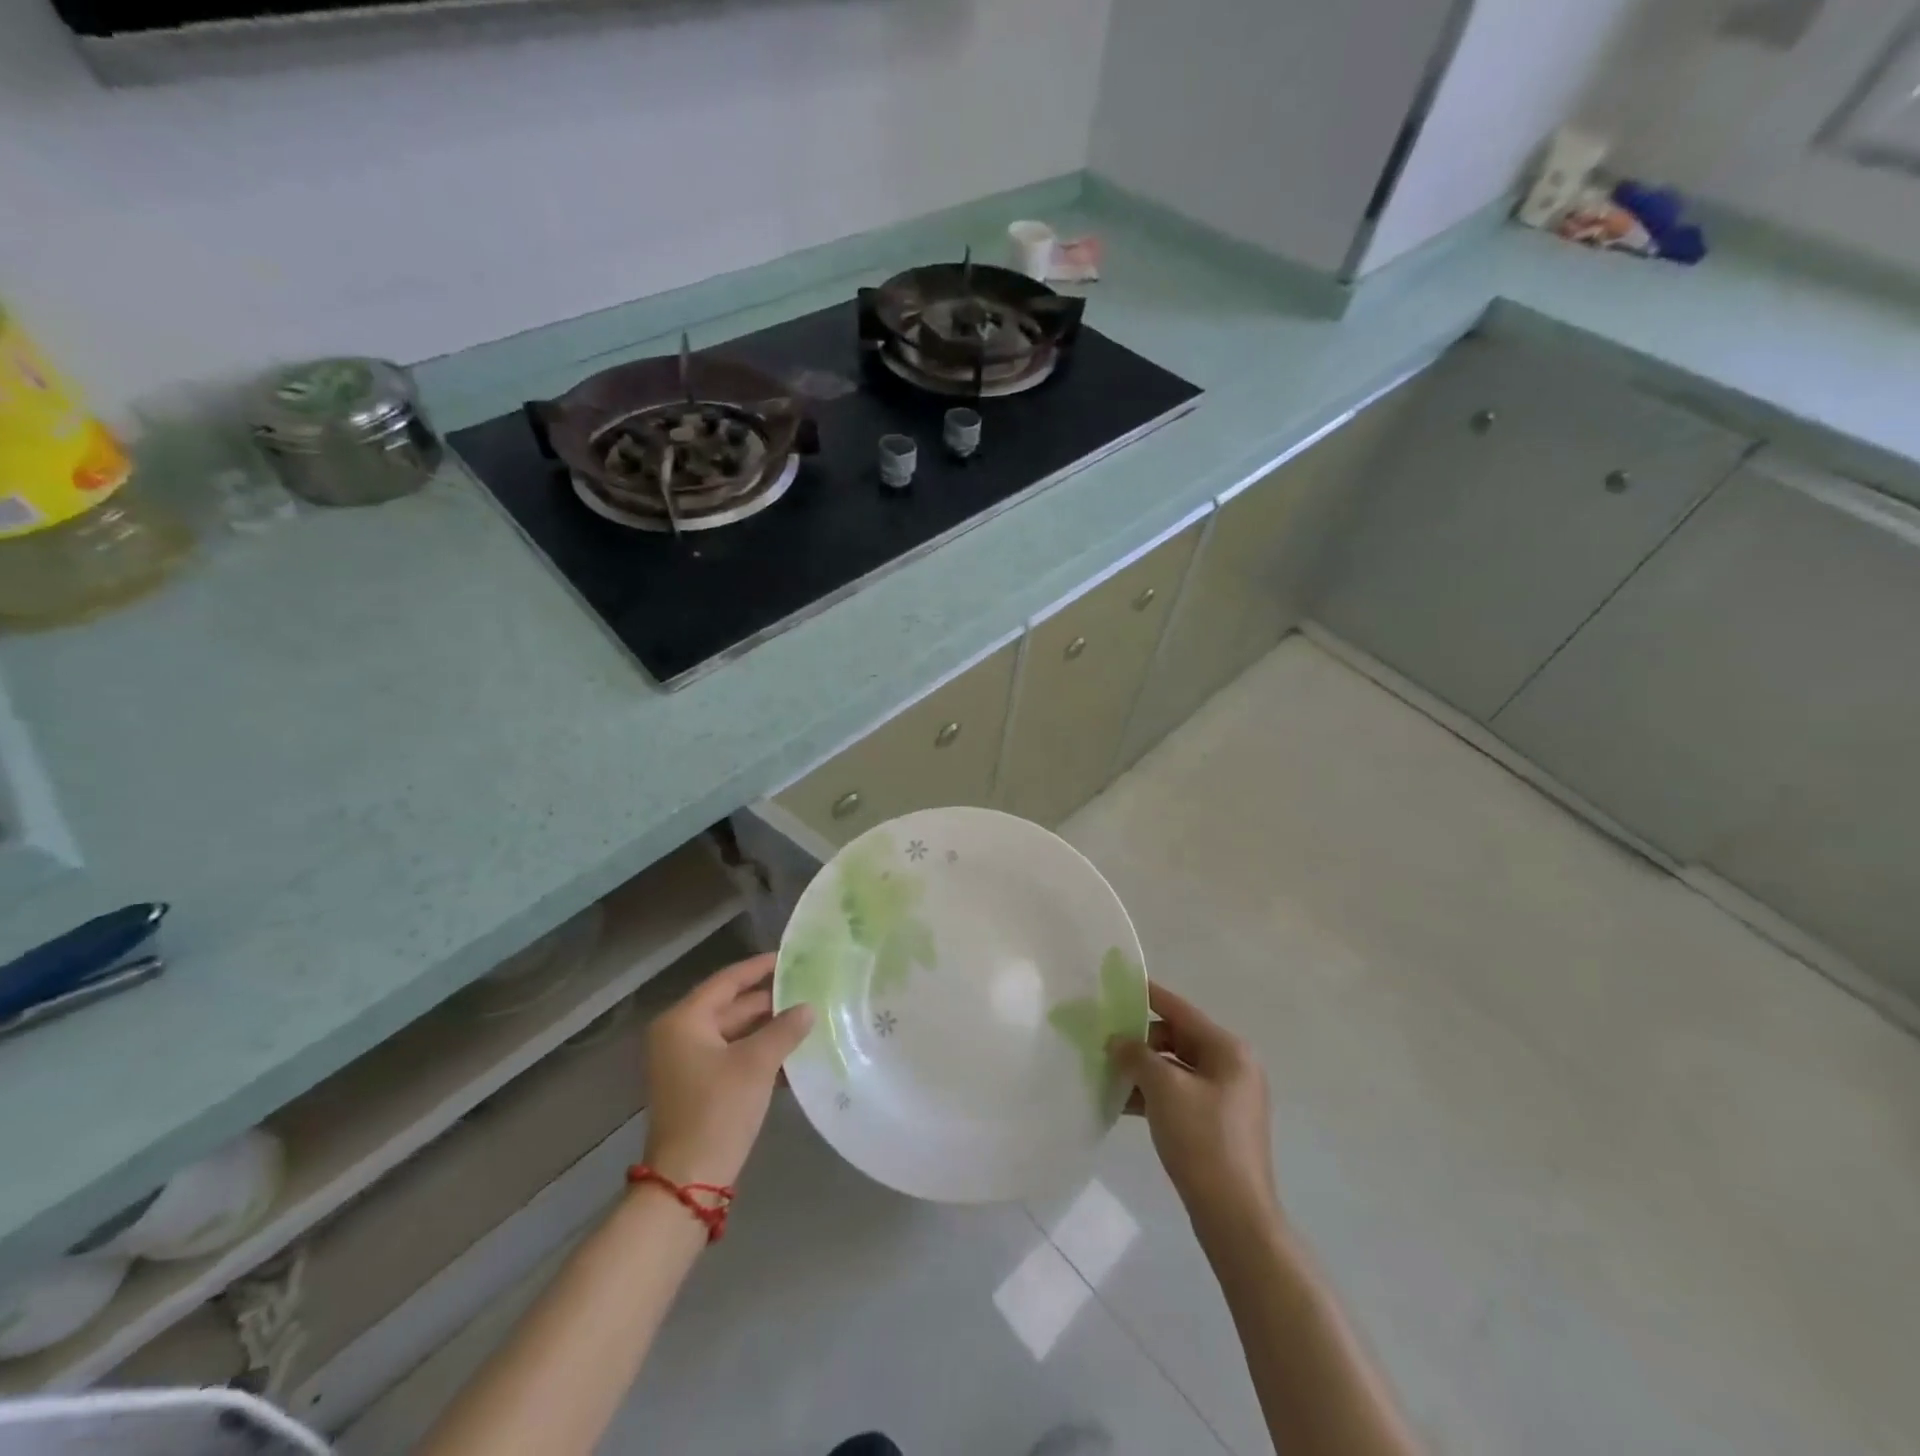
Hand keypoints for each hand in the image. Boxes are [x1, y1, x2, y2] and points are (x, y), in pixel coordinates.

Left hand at [641, 954, 812, 1188]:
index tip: (789, 957)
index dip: (759, 967)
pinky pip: (731, 1056)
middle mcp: (679, 1035)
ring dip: (767, 1030)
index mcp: (684, 1021)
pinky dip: (758, 1054)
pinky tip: (791, 1057)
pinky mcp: (696, 1087)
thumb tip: (808, 1007)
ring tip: (807, 1020)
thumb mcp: (757, 1064)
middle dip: (769, 1002)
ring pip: (734, 1034)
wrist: (688, 1181)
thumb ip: (785, 1029)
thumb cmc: (718, 1109)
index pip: (727, 981)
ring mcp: (685, 1063)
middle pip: (730, 1007)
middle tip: (807, 990)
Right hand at [1110, 982, 1279, 1239]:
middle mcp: (1233, 1067)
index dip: (1149, 995)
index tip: (1118, 984)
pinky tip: (1123, 1103)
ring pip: (1176, 1069)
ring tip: (1106, 1074)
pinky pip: (1180, 1094)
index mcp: (1228, 1050)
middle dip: (1141, 1040)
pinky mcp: (1218, 1124)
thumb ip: (1136, 1055)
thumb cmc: (1202, 1140)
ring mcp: (1227, 1098)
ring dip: (1143, 1070)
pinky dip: (1154, 1094)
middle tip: (1104, 1043)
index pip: (1181, 1010)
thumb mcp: (1163, 1089)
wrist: (1234, 1216)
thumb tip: (1118, 1041)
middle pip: (1178, 1038)